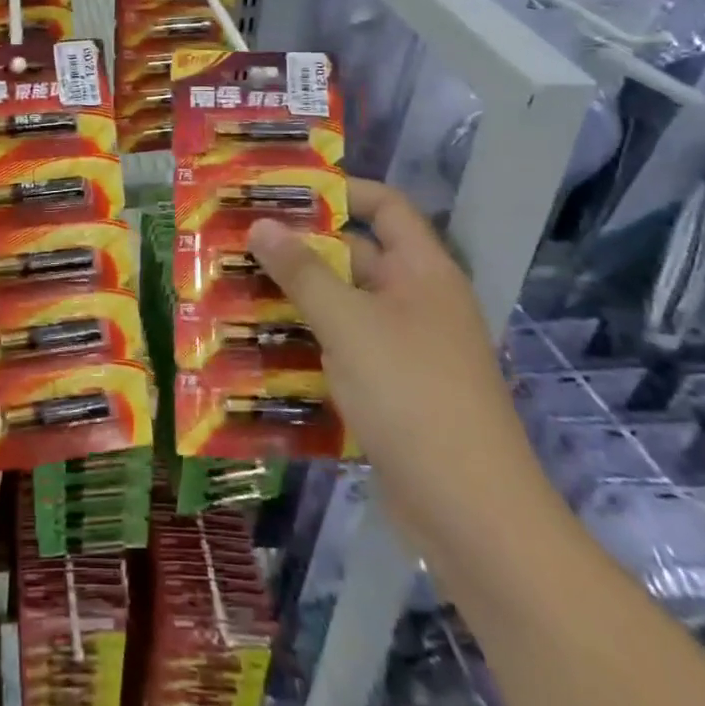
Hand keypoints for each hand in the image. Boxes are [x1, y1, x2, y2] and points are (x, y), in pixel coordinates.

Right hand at [248, 177, 548, 542]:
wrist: (471, 515)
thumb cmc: (412, 395)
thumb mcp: (348, 324)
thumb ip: (302, 272)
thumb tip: (262, 223)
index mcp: (422, 271)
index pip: (385, 206)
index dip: (340, 191)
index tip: (282, 192)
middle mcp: (416, 301)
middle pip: (355, 256)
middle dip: (299, 248)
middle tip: (238, 241)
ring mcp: (405, 349)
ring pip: (343, 307)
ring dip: (295, 299)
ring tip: (233, 288)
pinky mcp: (390, 391)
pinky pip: (342, 351)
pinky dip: (306, 344)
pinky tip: (258, 347)